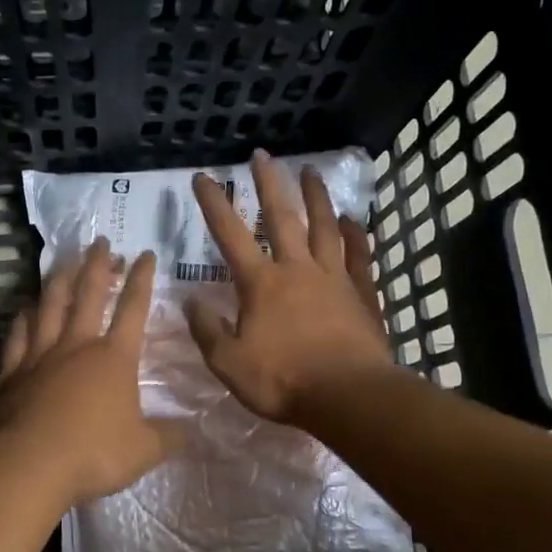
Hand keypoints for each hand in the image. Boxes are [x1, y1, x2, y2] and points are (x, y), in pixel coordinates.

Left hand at [0, 239, 180, 504]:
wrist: (28, 464)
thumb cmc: (94, 453)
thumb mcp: (144, 451)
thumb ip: (169, 437)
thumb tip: (192, 431)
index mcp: (114, 358)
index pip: (133, 309)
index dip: (141, 279)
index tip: (145, 254)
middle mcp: (77, 346)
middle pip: (88, 295)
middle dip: (97, 265)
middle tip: (100, 240)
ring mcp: (40, 356)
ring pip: (50, 307)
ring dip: (59, 280)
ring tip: (64, 260)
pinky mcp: (11, 373)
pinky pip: (17, 337)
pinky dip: (22, 319)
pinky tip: (24, 308)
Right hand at [186, 150, 394, 424]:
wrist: (348, 396)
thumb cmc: (283, 381)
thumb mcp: (229, 363)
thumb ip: (207, 330)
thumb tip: (190, 301)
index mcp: (261, 284)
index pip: (230, 235)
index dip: (214, 204)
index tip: (203, 176)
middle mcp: (296, 269)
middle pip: (281, 217)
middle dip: (268, 184)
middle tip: (262, 154)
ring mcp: (333, 278)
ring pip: (324, 226)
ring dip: (316, 197)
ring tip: (311, 171)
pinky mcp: (361, 293)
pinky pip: (359, 255)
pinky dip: (356, 235)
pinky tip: (353, 220)